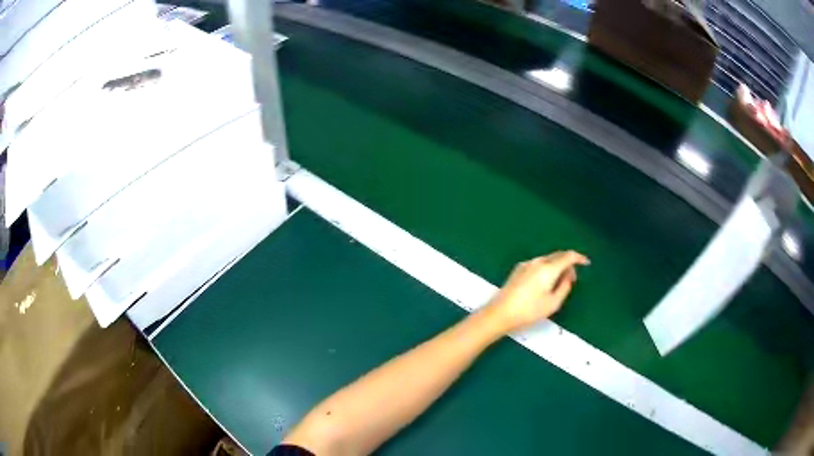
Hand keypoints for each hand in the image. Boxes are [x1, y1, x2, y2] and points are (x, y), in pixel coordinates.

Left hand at [483, 250, 589, 333]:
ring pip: (547, 259)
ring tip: (559, 283)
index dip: (579, 258)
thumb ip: (565, 287)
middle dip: (568, 263)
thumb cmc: (529, 311)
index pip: (568, 256)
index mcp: (548, 268)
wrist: (500, 313)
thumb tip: (568, 276)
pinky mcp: (517, 270)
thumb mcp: (553, 303)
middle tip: (572, 278)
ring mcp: (526, 264)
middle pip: (557, 255)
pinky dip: (546, 268)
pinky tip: (545, 282)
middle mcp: (537, 262)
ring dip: (557, 266)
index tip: (586, 263)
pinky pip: (538, 264)